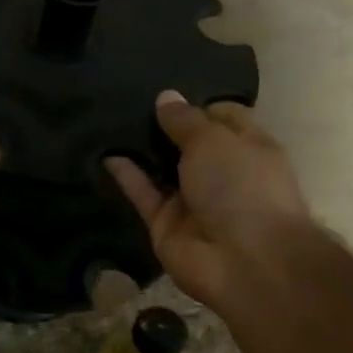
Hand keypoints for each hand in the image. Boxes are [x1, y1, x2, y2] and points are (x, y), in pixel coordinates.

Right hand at [106, 90, 312, 313]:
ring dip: (141, 149)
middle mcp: (220, 172)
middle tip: (127, 98)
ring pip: (161, 168)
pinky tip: (105, 153)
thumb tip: (166, 97)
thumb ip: (185, 120)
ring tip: (109, 120)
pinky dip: (126, 175)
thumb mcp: (214, 140)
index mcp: (247, 148)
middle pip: (187, 143)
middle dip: (163, 124)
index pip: (222, 116)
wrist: (245, 262)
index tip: (165, 90)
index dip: (196, 103)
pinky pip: (143, 193)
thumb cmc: (242, 187)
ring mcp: (192, 200)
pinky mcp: (165, 223)